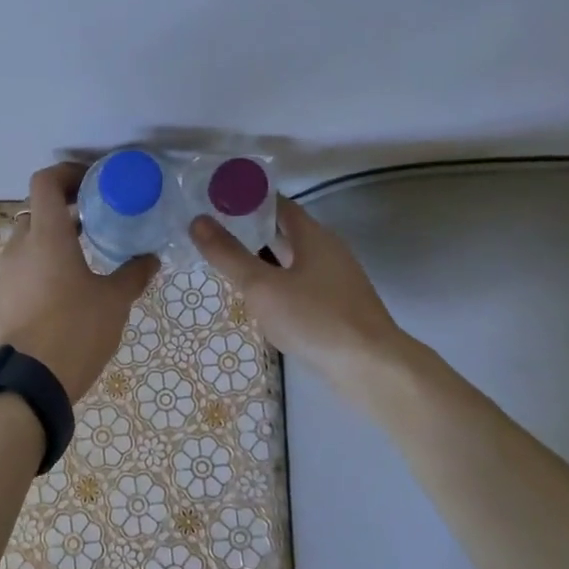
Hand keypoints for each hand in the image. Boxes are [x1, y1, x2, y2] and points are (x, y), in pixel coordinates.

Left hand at [0, 163, 158, 400]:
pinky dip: (42, 266)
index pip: (45, 181)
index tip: (93, 184)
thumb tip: (150, 258)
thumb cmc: (75, 330)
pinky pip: (22, 269)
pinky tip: (66, 290)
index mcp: (46, 235)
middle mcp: (19, 247)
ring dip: (53, 241)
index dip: (67, 173)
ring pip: (28, 242)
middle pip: (37, 211)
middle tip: (96, 222)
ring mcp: (5, 274)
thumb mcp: (114, 301)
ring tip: (85, 258)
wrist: (29, 383)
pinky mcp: (1, 299)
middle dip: (64, 211)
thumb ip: (133, 274)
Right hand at [189, 197, 402, 380]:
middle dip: (249, 229)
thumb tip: (197, 221)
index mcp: (313, 236)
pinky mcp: (335, 308)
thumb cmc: (315, 319)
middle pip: (283, 231)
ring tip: (225, 262)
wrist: (371, 369)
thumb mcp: (262, 286)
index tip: (214, 199)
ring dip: (260, 259)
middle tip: (211, 231)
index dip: (246, 198)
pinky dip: (274, 283)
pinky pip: (298, 285)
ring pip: (290, 260)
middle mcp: (327, 251)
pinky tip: (256, 299)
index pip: (276, 203)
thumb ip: (229, 255)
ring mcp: (334, 281)